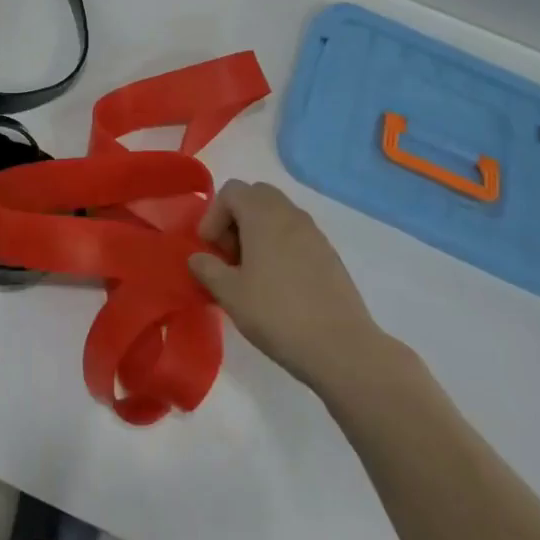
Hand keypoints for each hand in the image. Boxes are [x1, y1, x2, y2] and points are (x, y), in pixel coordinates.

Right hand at [189, 180, 395, 393]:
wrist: (341, 348)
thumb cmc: (277, 314)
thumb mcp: (230, 294)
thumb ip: (207, 269)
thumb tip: (197, 257)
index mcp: (263, 215)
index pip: (232, 191)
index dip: (213, 215)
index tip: (210, 249)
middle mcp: (290, 214)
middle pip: (256, 196)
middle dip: (236, 218)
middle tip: (230, 255)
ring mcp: (314, 233)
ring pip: (278, 214)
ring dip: (258, 232)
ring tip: (252, 272)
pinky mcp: (330, 255)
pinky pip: (296, 235)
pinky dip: (280, 246)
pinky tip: (278, 284)